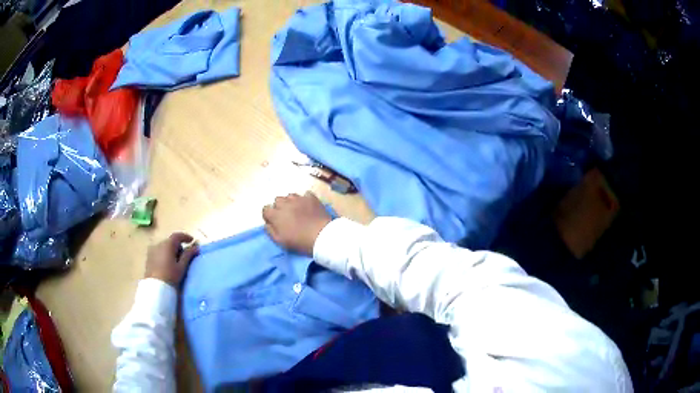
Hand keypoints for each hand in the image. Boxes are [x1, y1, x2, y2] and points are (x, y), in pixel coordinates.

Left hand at [145, 232, 198, 287]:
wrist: (155, 288)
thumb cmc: (170, 276)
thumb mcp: (181, 267)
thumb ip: (188, 255)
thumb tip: (196, 247)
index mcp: (167, 245)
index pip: (177, 235)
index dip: (185, 237)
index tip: (192, 241)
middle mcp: (159, 244)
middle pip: (170, 241)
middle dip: (178, 246)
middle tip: (184, 256)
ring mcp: (152, 250)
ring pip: (164, 246)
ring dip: (171, 250)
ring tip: (175, 261)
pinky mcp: (148, 257)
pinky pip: (158, 251)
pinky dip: (164, 254)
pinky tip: (166, 264)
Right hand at [262, 192, 331, 255]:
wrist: (322, 235)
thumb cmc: (300, 241)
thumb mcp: (280, 241)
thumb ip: (270, 230)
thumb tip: (267, 223)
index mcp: (276, 214)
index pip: (265, 209)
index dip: (269, 215)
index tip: (275, 221)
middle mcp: (285, 203)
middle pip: (277, 200)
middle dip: (280, 207)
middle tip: (287, 216)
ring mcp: (298, 198)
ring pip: (290, 196)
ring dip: (291, 202)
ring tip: (298, 210)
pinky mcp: (311, 197)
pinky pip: (305, 194)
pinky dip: (305, 199)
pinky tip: (308, 206)